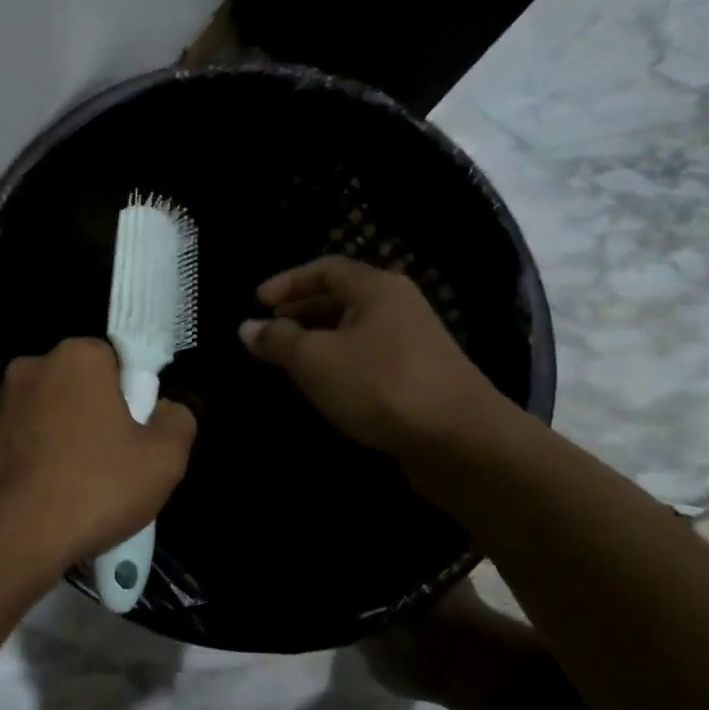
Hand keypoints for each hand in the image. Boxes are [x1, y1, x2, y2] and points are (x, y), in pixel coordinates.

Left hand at [0, 338, 196, 581]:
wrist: (10, 537)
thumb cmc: (94, 487)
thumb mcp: (164, 458)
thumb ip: (177, 420)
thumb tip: (166, 409)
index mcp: (78, 355)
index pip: (118, 360)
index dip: (134, 397)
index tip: (138, 435)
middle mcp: (33, 365)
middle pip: (83, 386)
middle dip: (100, 416)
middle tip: (116, 464)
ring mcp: (2, 401)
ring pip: (53, 414)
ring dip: (69, 438)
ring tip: (83, 488)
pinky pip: (26, 439)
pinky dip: (41, 458)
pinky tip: (52, 496)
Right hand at [240, 256, 509, 455]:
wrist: (461, 440)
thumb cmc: (381, 385)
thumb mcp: (316, 360)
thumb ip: (278, 340)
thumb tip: (247, 327)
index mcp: (377, 289)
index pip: (325, 269)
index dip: (288, 282)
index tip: (257, 302)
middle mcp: (398, 307)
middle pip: (342, 297)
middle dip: (302, 310)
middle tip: (270, 329)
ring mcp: (413, 343)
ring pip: (355, 330)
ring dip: (319, 339)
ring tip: (289, 359)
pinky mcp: (419, 377)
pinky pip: (368, 357)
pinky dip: (340, 363)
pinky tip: (324, 386)